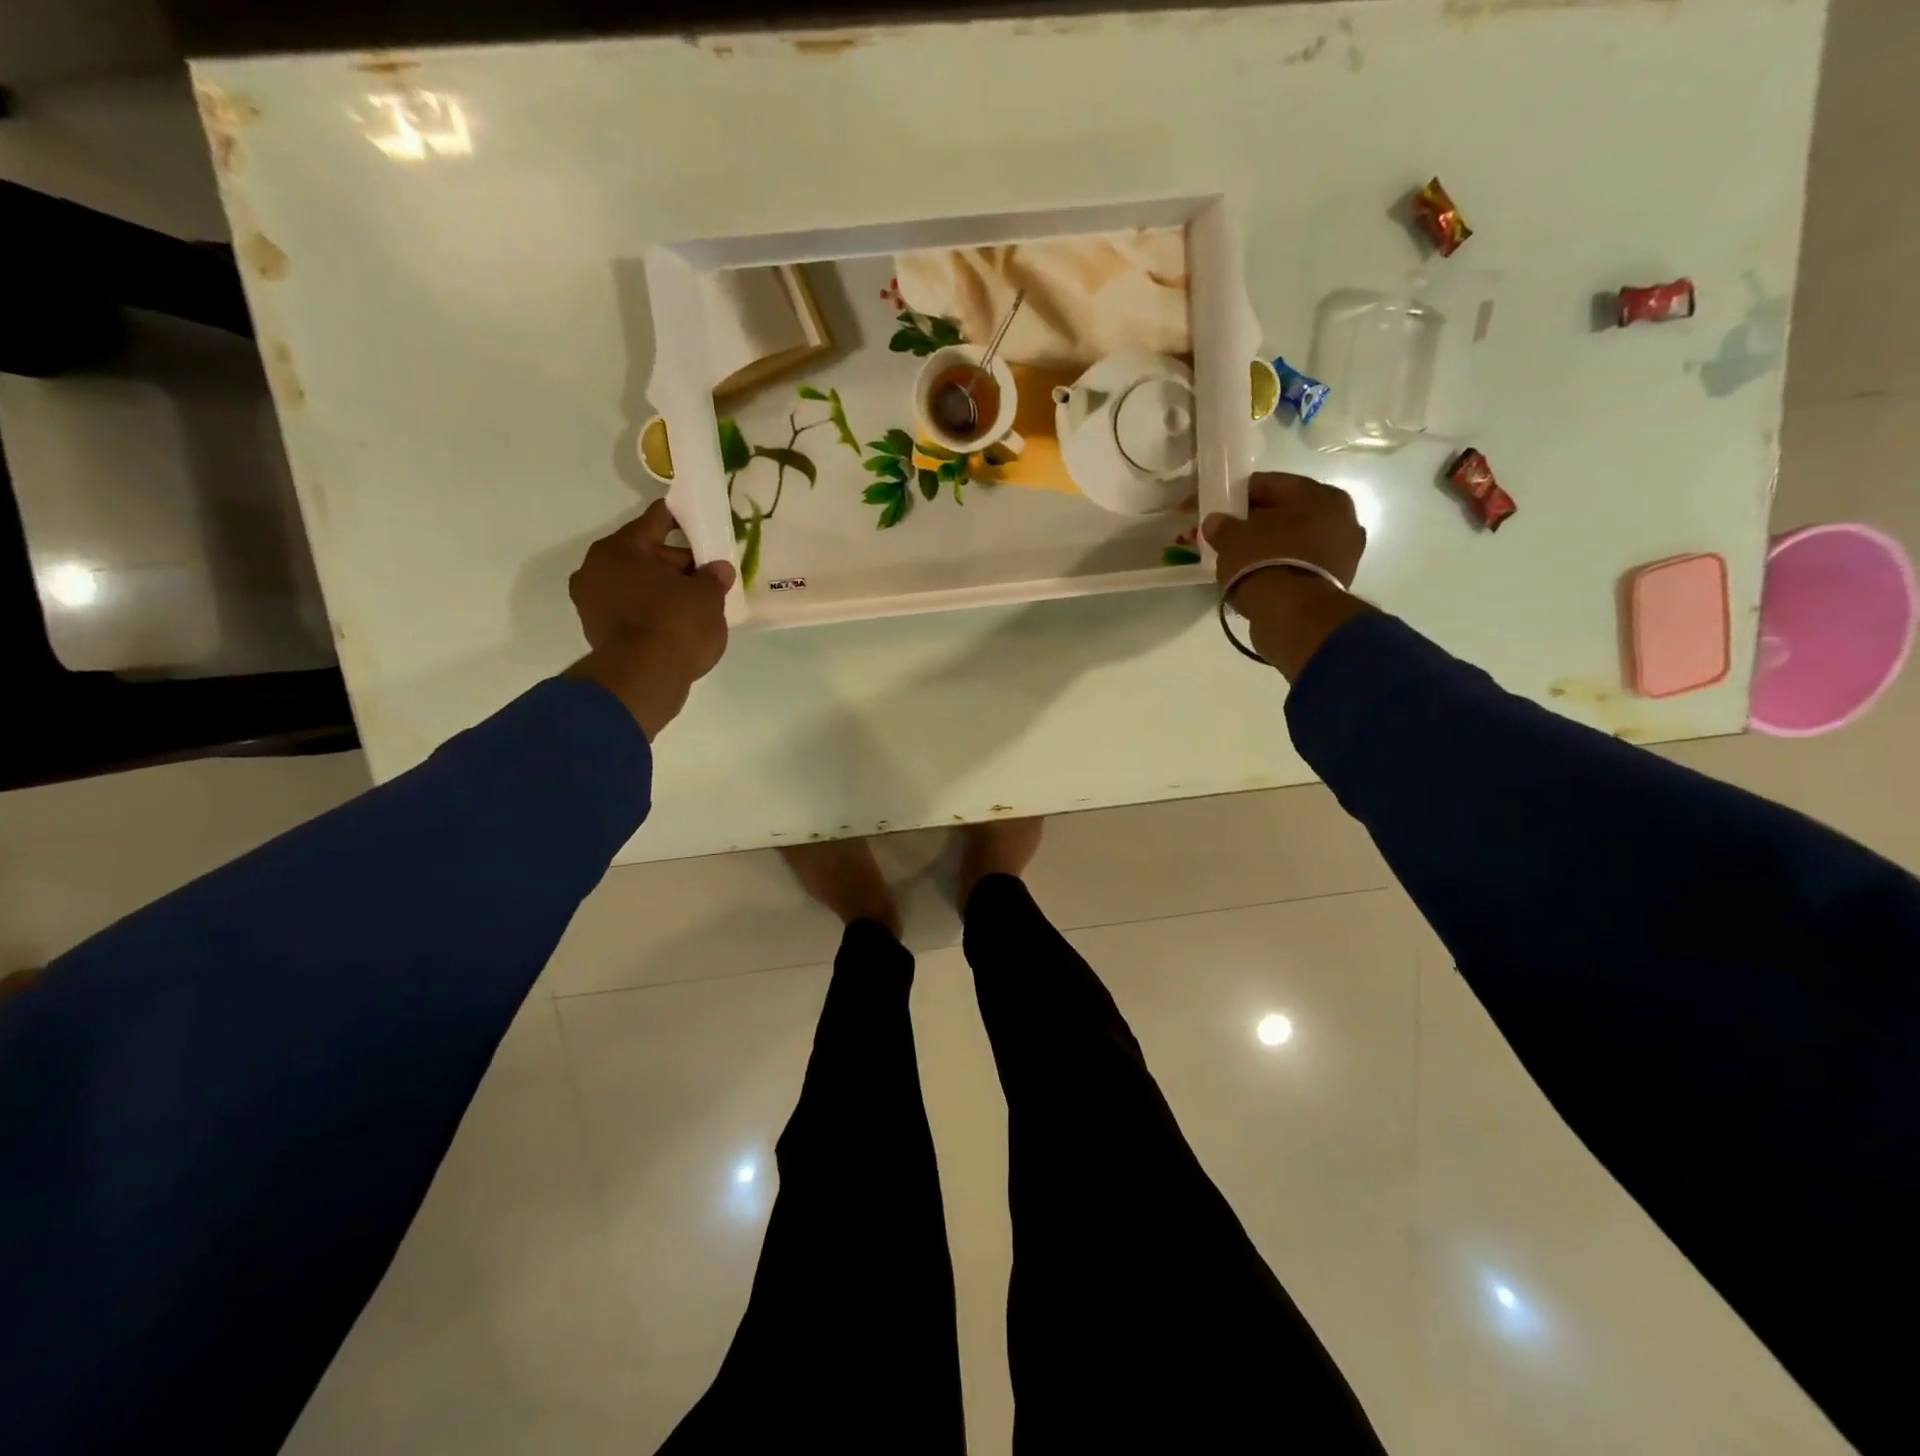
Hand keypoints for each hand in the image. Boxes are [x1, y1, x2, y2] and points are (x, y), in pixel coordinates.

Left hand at [565, 501, 734, 738]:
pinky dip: (654, 611)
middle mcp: (597, 569)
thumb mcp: (707, 596)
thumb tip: (719, 570)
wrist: (644, 680)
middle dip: (678, 563)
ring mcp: (593, 603)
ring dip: (665, 589)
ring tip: (698, 601)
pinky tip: (680, 622)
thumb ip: (713, 577)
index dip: (683, 519)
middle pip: (645, 554)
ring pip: (638, 584)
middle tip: (709, 574)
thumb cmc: (675, 624)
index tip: (702, 521)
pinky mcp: (599, 632)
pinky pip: (633, 610)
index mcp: (620, 548)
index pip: (656, 520)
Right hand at [1202, 473, 1371, 680]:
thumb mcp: (1232, 539)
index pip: (1272, 484)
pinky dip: (1281, 568)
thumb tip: (1216, 522)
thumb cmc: (1265, 563)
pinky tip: (1258, 578)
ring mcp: (1344, 554)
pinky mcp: (1336, 583)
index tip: (1220, 507)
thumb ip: (1222, 526)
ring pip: (1295, 541)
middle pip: (1287, 513)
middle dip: (1258, 523)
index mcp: (1322, 495)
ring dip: (1270, 547)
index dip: (1241, 494)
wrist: (1293, 616)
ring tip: (1241, 560)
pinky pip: (1300, 566)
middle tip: (1230, 536)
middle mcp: (1342, 519)